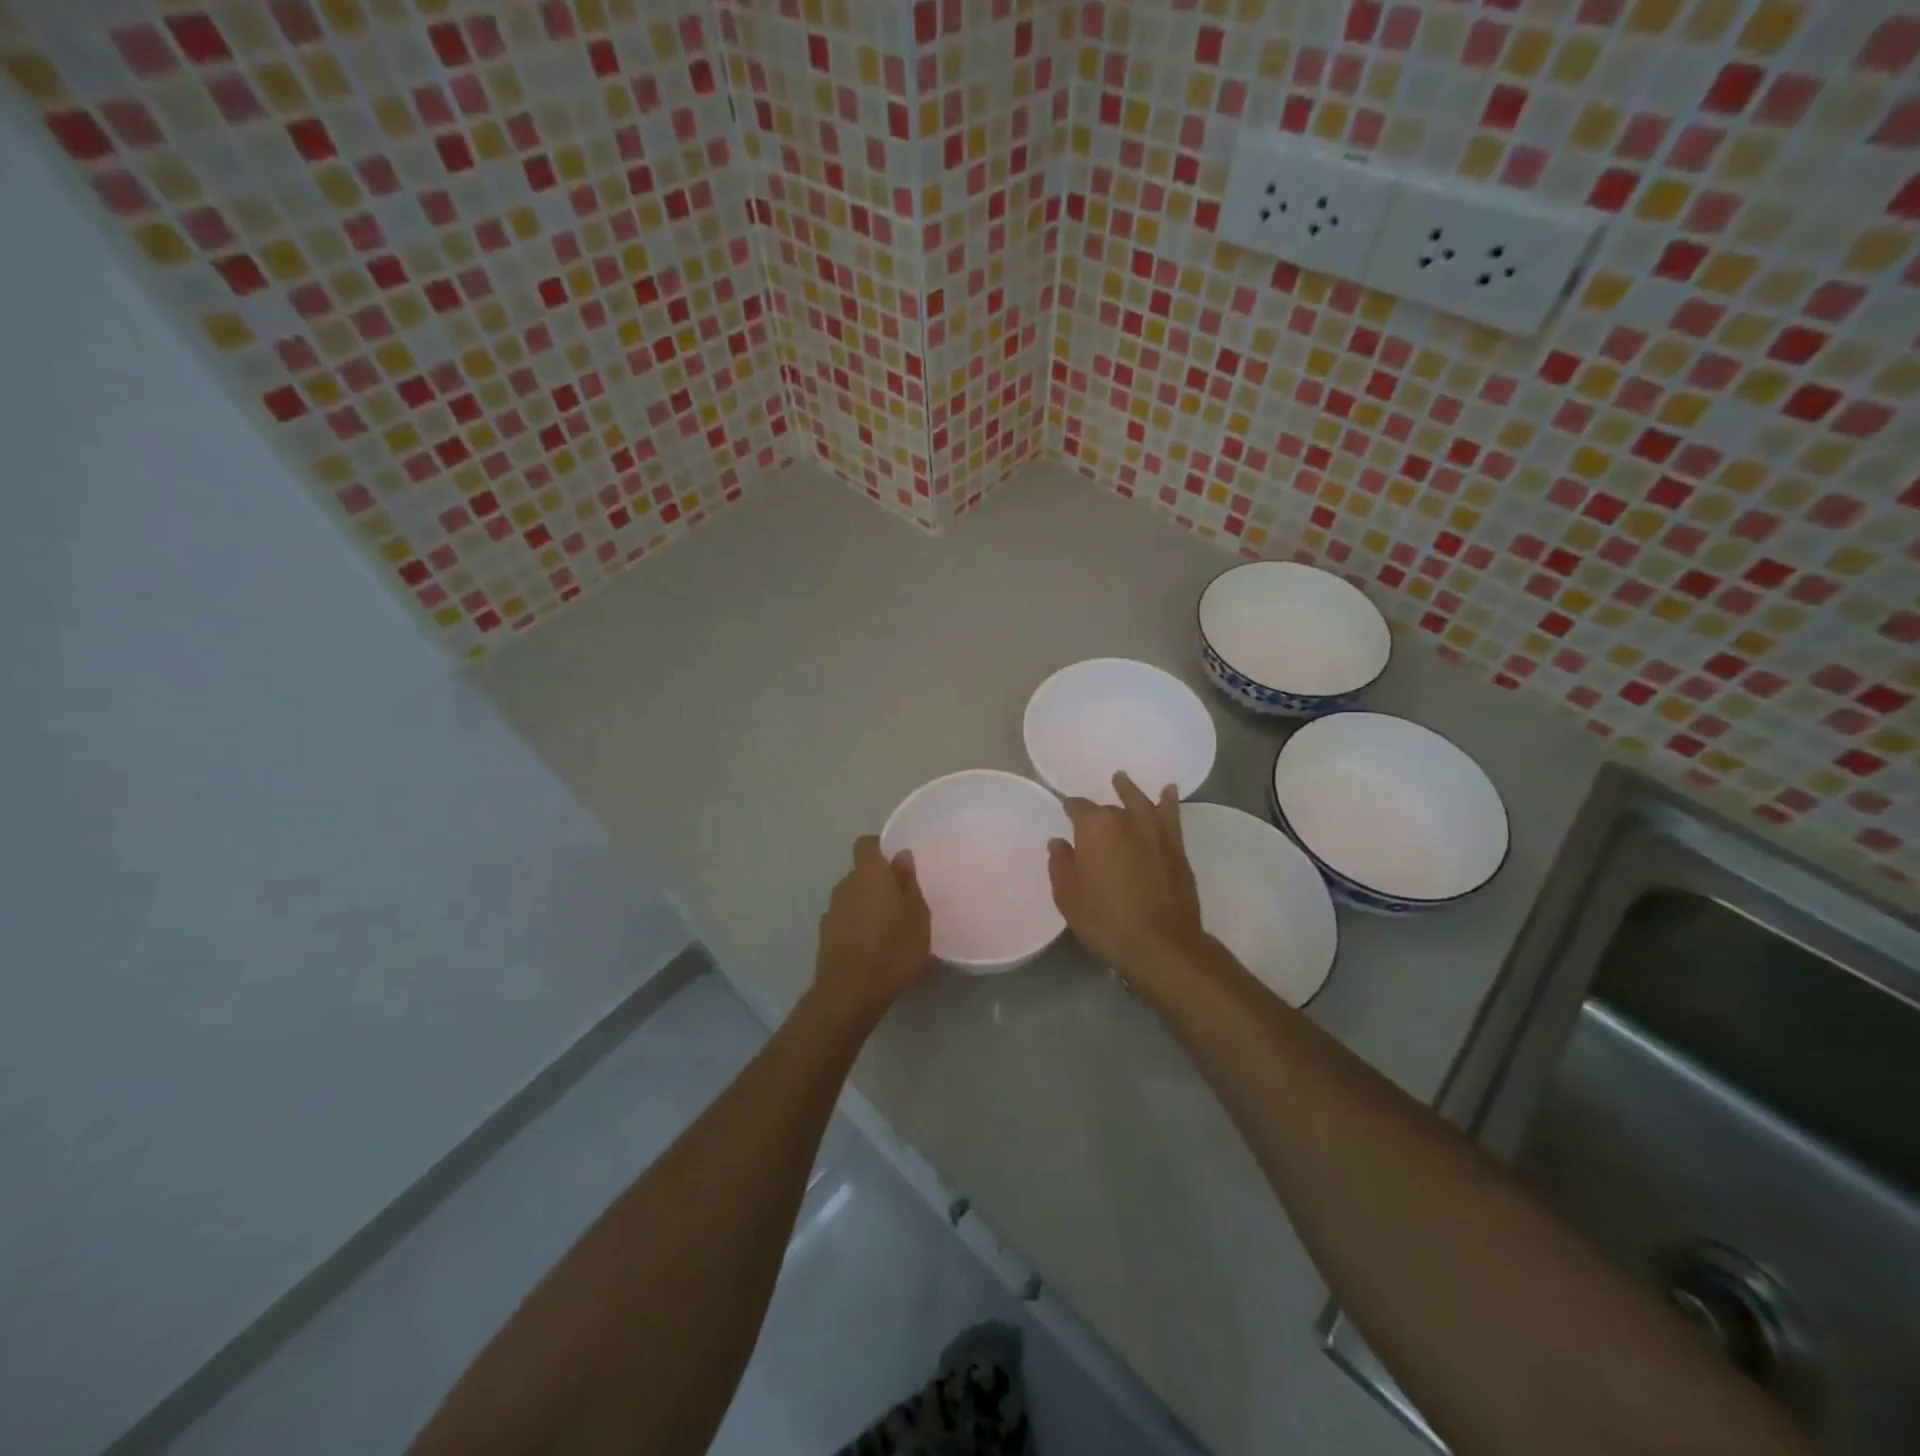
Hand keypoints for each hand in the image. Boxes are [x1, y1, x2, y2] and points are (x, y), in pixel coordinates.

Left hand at [813, 835, 931, 1021]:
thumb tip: (900, 855)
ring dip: (867, 907)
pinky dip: (856, 928)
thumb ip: (908, 882)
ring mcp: (831, 912)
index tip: (897, 864)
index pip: (866, 844)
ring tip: (888, 930)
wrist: (850, 993)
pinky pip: (845, 922)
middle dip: (877, 883)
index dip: (880, 849)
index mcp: (868, 874)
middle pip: (860, 874)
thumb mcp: (917, 914)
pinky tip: (871, 949)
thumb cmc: (893, 948)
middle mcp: (845, 886)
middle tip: (901, 902)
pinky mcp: (824, 938)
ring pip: (852, 899)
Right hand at [1048, 772, 1207, 996]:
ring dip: (1128, 790)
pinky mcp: (1176, 847)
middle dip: (1097, 812)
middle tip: (1089, 819)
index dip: (1069, 809)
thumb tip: (1059, 842)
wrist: (1161, 944)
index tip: (1064, 813)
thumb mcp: (1068, 897)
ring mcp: (1154, 831)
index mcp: (1094, 828)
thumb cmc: (1105, 921)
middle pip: (1108, 808)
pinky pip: (1171, 816)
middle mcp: (1125, 820)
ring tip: (1120, 779)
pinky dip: (1169, 801)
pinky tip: (1168, 790)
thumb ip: (1060, 865)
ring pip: (1139, 802)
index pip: (1077, 808)